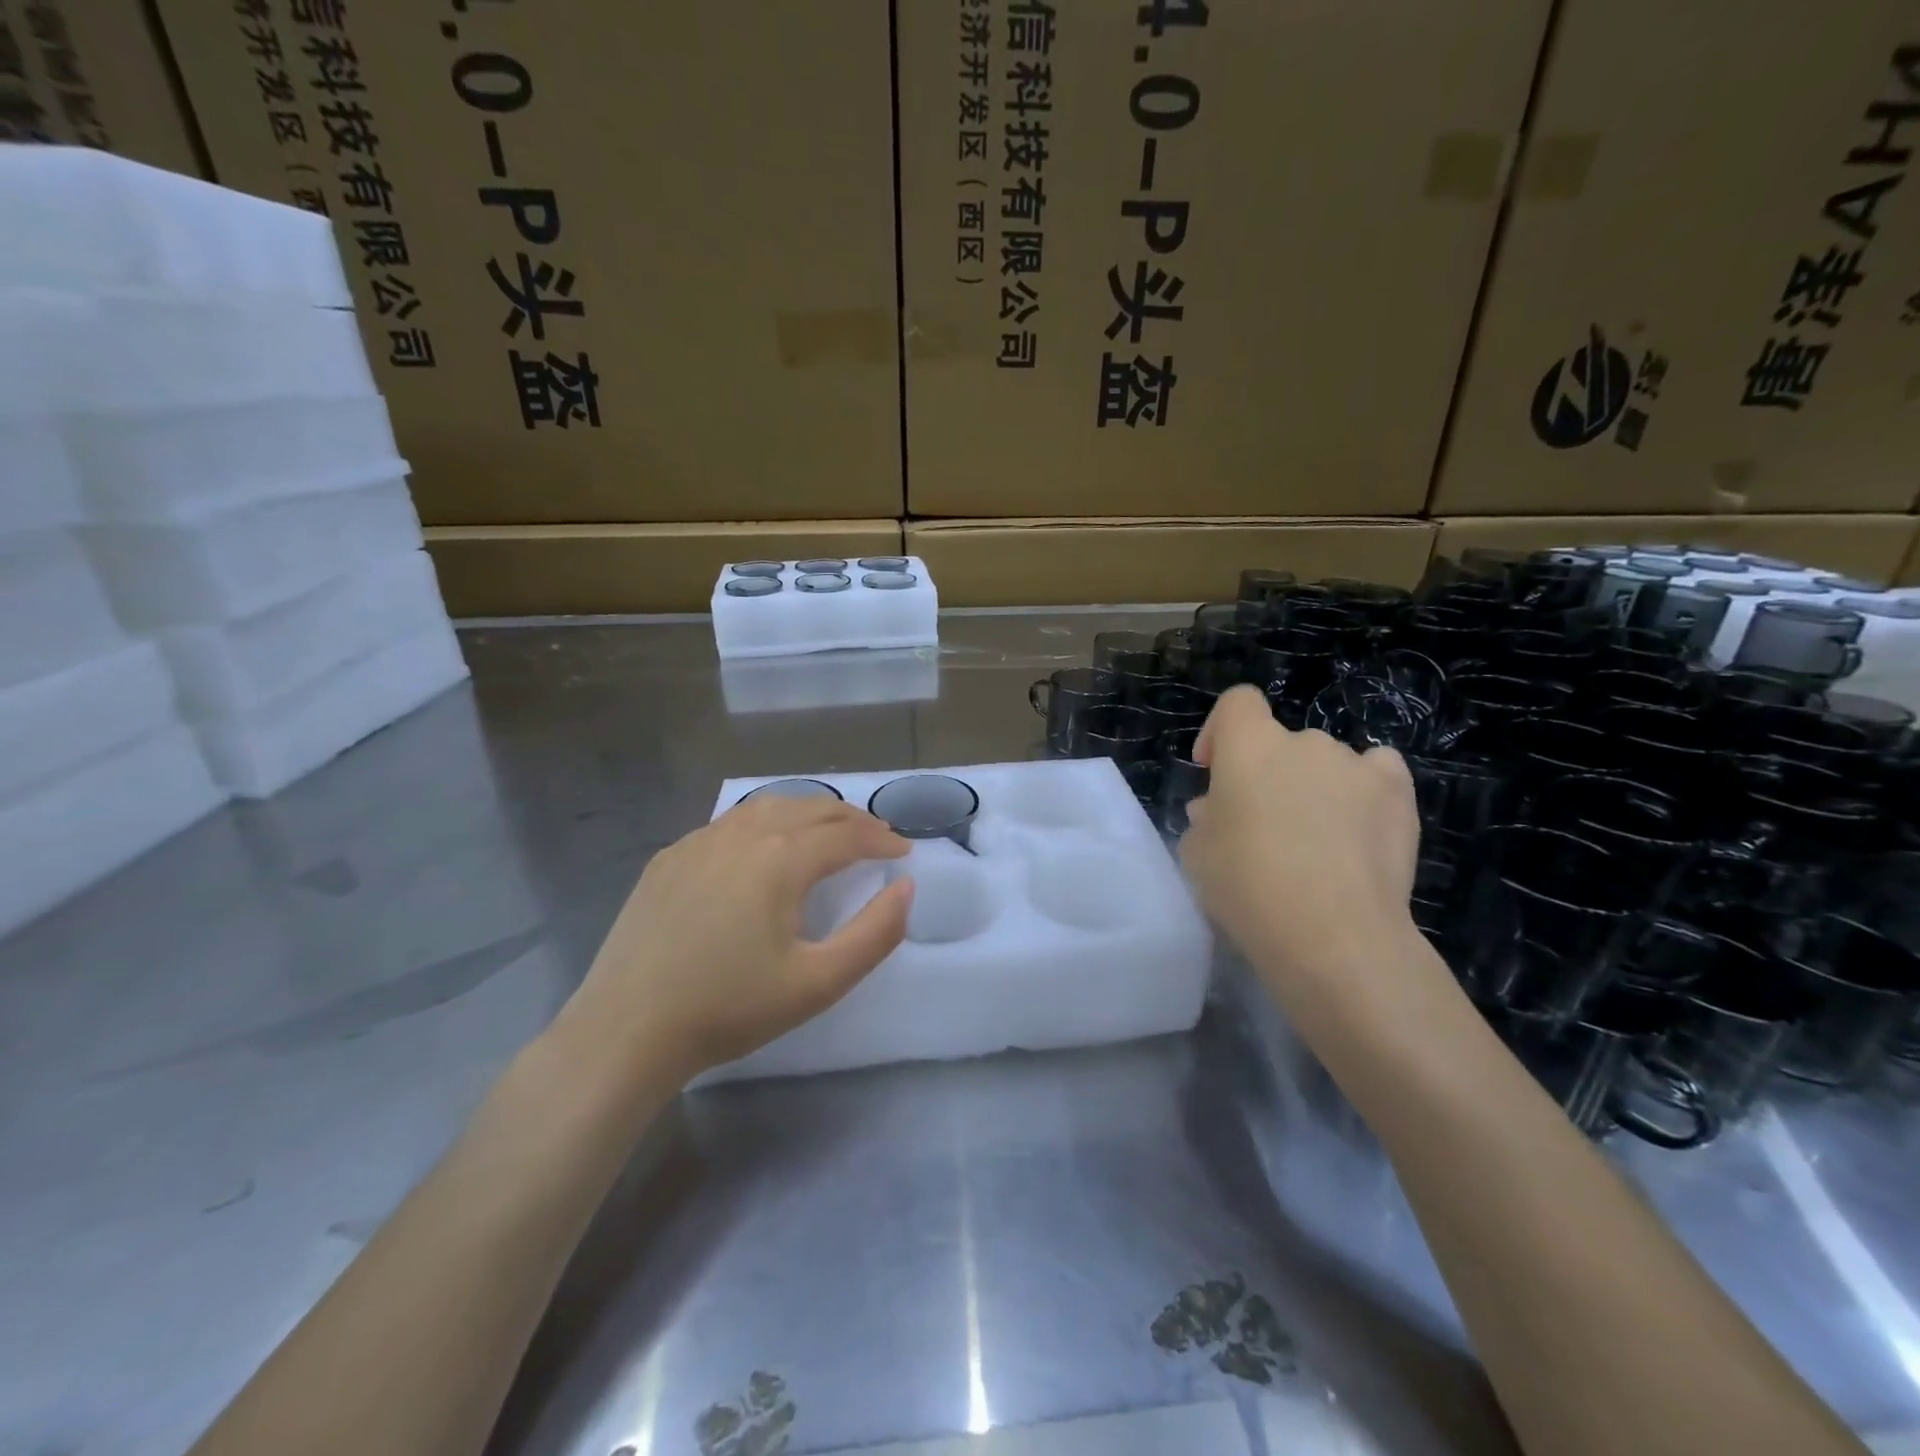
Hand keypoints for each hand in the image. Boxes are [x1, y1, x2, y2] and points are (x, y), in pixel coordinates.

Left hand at [561, 795, 912, 1084]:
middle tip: (876, 837)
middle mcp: (743, 834)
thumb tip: (906, 888)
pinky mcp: (670, 857)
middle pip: (811, 808)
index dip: (882, 839)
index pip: (847, 834)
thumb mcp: (819, 982)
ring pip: (768, 807)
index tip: (904, 851)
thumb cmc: (730, 1008)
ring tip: (827, 833)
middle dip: (851, 819)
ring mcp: (700, 841)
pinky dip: (764, 822)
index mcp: (782, 858)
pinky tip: (763, 847)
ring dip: (808, 813)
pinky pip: (730, 822)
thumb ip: (875, 933)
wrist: (627, 1029)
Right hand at [1181, 686, 1424, 1008]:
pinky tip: (1358, 826)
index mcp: (1250, 747)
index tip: (1213, 772)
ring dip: (1313, 787)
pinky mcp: (1399, 794)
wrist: (1333, 934)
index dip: (1221, 732)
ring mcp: (1357, 765)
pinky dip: (1363, 790)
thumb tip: (1218, 810)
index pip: (1236, 703)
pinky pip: (1376, 773)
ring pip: (1326, 763)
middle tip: (1261, 826)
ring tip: (1315, 840)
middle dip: (1268, 775)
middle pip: (1281, 743)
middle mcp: (1305, 742)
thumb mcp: (1198, 854)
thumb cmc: (1248, 887)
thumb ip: (1205, 819)